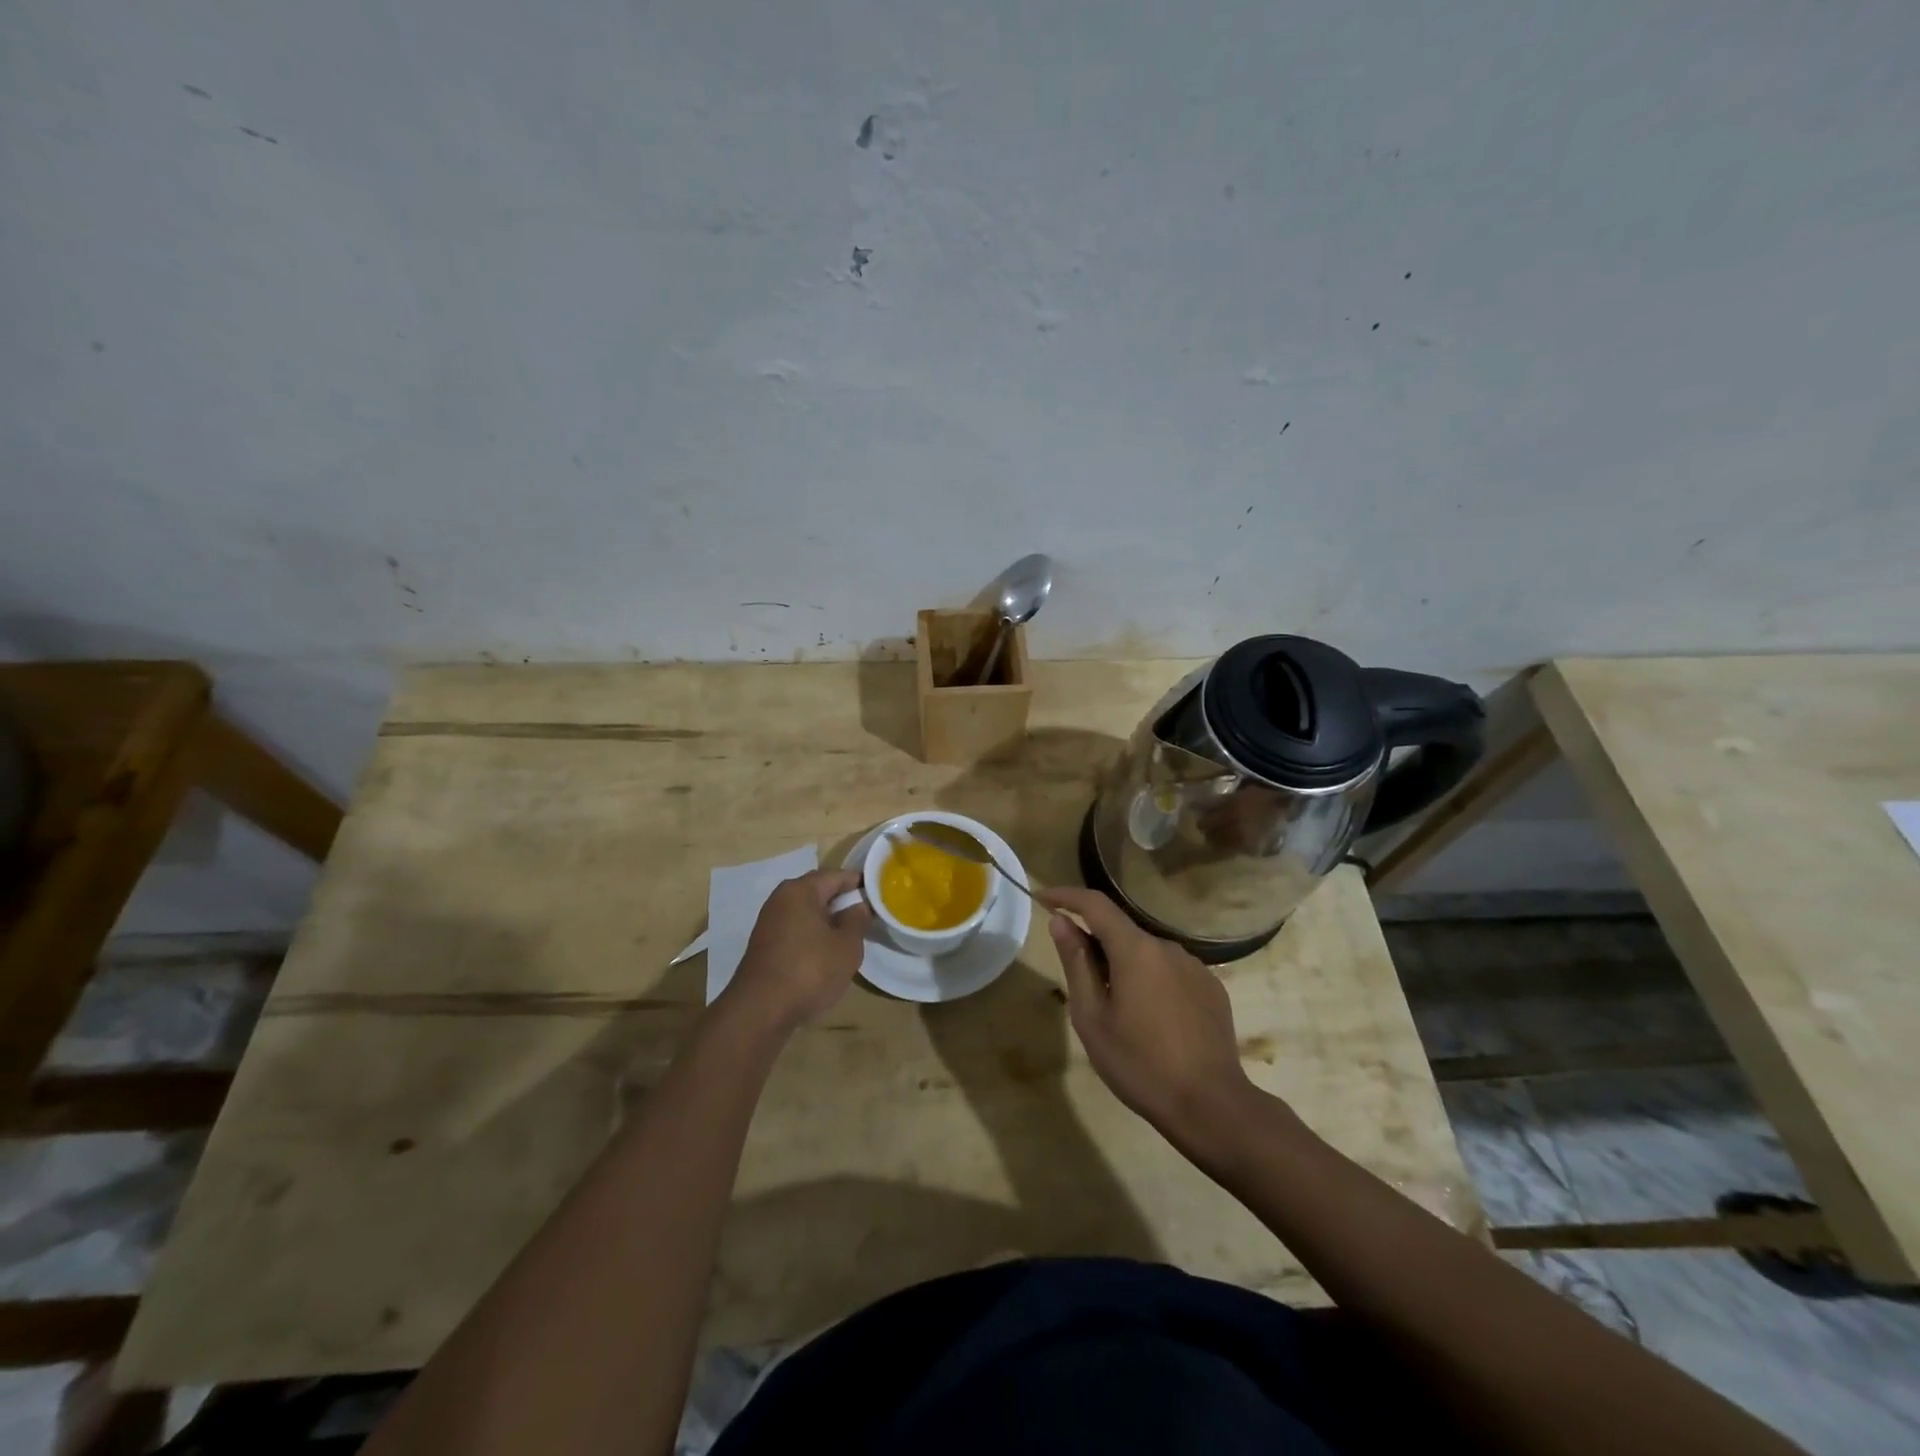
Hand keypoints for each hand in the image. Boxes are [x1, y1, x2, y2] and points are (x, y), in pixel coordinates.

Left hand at [725, 869, 871, 1030]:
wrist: (760, 1011)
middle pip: (818, 892)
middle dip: (842, 902)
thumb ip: (856, 921)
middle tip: (866, 916)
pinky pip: (795, 930)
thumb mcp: (847, 946)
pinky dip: (812, 936)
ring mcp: (769, 922)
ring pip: (806, 913)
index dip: (859, 883)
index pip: (836, 876)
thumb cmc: (810, 970)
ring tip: (849, 937)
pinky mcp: (764, 946)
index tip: (878, 894)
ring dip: (827, 921)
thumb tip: (858, 905)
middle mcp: (780, 899)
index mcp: (800, 890)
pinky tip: (825, 954)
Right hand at [1041, 886, 1254, 1149]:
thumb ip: (1076, 963)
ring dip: (1125, 967)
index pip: (1095, 904)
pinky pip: (1171, 972)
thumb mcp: (1092, 1017)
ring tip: (1119, 1012)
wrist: (1211, 1106)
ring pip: (1147, 954)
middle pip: (1122, 932)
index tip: (1043, 897)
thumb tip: (1061, 922)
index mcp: (1136, 950)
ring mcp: (1195, 967)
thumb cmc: (1140, 1064)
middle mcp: (1168, 947)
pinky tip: (1152, 1021)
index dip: (1066, 896)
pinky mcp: (1212, 988)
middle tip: (1080, 985)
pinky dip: (1152, 982)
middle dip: (1096, 945)